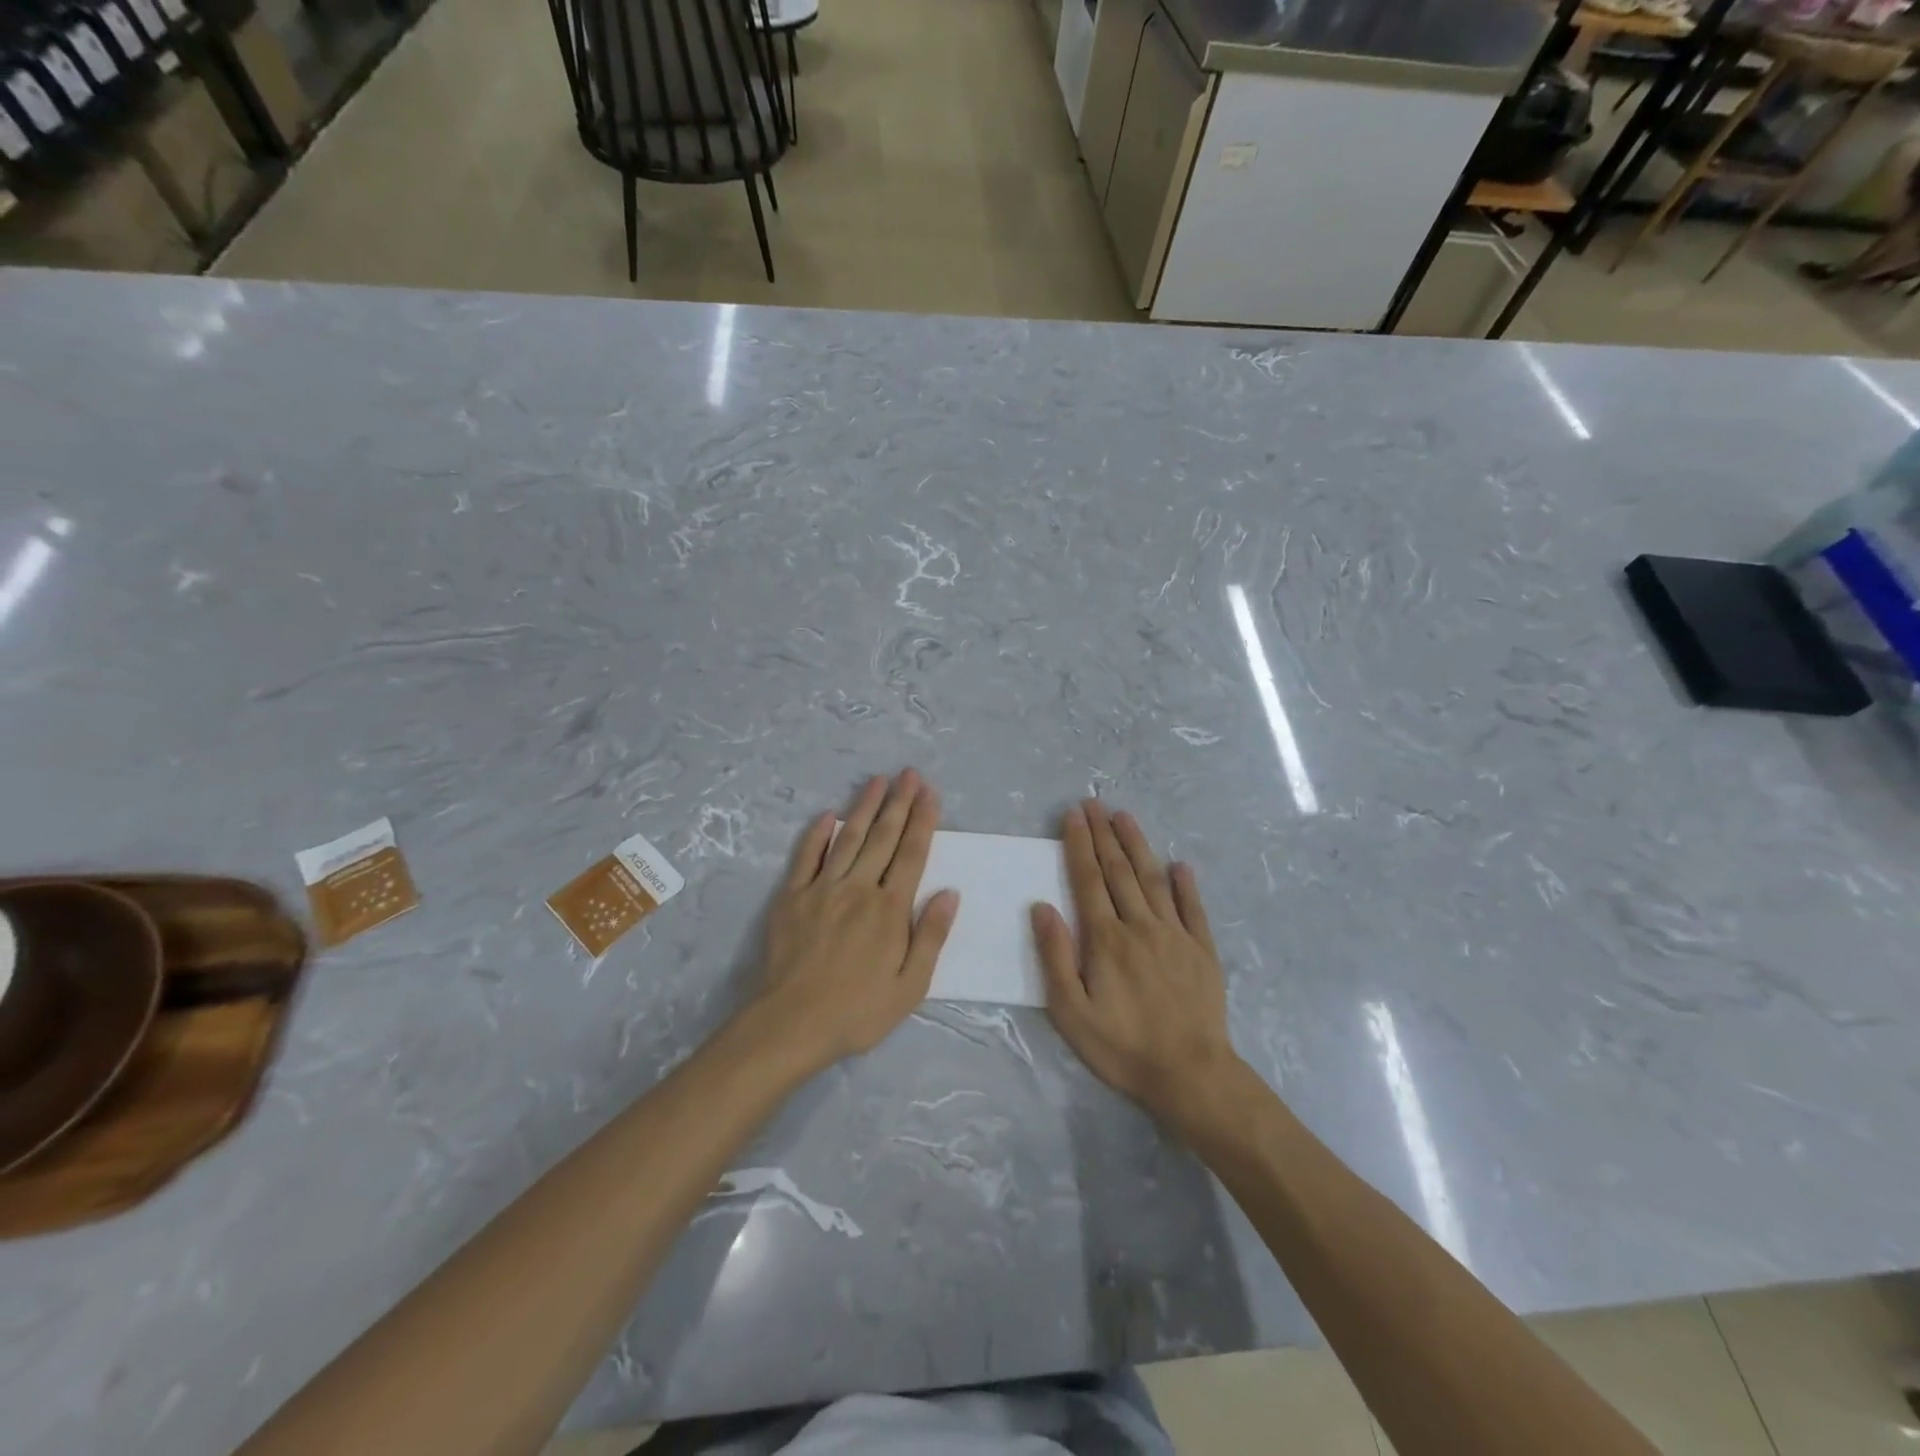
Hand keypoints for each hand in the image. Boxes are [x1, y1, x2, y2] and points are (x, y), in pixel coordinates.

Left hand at [753, 770, 958, 1070]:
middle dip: (898, 802)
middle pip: (883, 837)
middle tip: (909, 774)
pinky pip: (806, 857)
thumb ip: (931, 936)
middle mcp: (858, 888)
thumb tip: (950, 893)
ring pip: (848, 838)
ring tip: (877, 780)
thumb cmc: (858, 1011)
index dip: (922, 821)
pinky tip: (826, 815)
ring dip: (864, 807)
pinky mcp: (791, 897)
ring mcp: (822, 889)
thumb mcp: (910, 986)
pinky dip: (817, 834)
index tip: (930, 793)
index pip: (911, 854)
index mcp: (890, 909)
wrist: (791, 1024)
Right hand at [1032, 800, 1238, 1120]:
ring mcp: (1175, 935)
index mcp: (1106, 938)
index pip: (1088, 880)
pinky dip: (1185, 884)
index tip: (1073, 815)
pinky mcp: (1202, 950)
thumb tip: (1042, 906)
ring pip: (1153, 879)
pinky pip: (1193, 908)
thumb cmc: (1121, 1046)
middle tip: (1094, 803)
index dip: (1079, 845)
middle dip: (1103, 834)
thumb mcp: (1071, 1011)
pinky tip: (1180, 864)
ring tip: (1125, 817)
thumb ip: (1055, 956)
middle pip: (1119, 870)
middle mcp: (1140, 925)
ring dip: (1138, 846)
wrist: (1190, 1073)